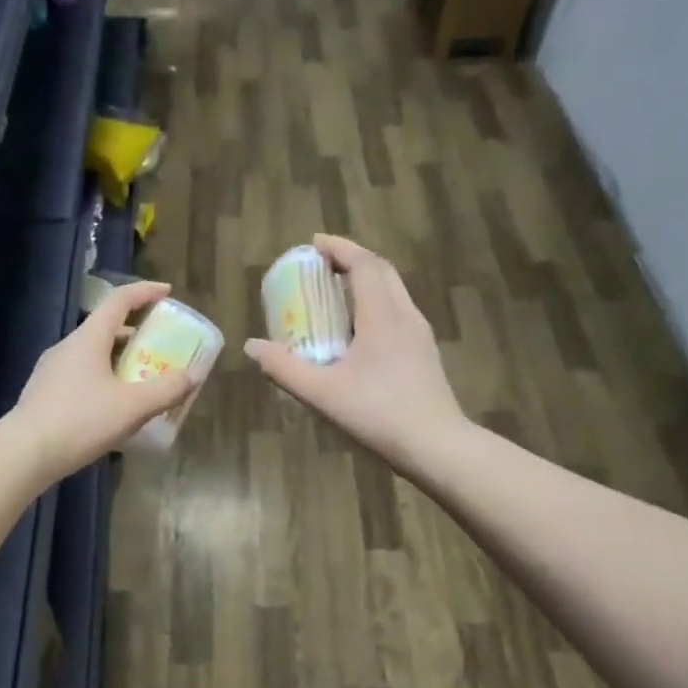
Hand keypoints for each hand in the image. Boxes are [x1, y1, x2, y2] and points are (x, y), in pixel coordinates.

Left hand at [10, 280, 196, 479]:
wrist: (24, 453)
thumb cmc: (81, 421)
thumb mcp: (132, 407)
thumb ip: (166, 390)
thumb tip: (192, 376)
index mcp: (88, 338)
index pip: (119, 300)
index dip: (145, 292)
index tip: (167, 292)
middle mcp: (68, 347)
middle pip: (106, 328)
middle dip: (136, 333)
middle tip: (160, 346)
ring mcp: (52, 370)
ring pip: (92, 354)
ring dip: (119, 359)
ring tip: (140, 378)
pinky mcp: (44, 393)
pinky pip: (81, 375)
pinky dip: (103, 378)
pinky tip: (113, 405)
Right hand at [245, 234, 466, 467]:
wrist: (435, 444)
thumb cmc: (378, 413)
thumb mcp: (323, 393)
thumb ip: (285, 368)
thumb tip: (252, 346)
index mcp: (382, 315)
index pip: (363, 264)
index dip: (338, 248)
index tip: (313, 243)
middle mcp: (405, 315)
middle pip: (382, 270)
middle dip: (352, 259)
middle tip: (322, 265)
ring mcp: (419, 333)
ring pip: (394, 290)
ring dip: (366, 281)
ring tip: (337, 293)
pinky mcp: (424, 352)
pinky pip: (399, 311)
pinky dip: (376, 303)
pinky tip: (359, 330)